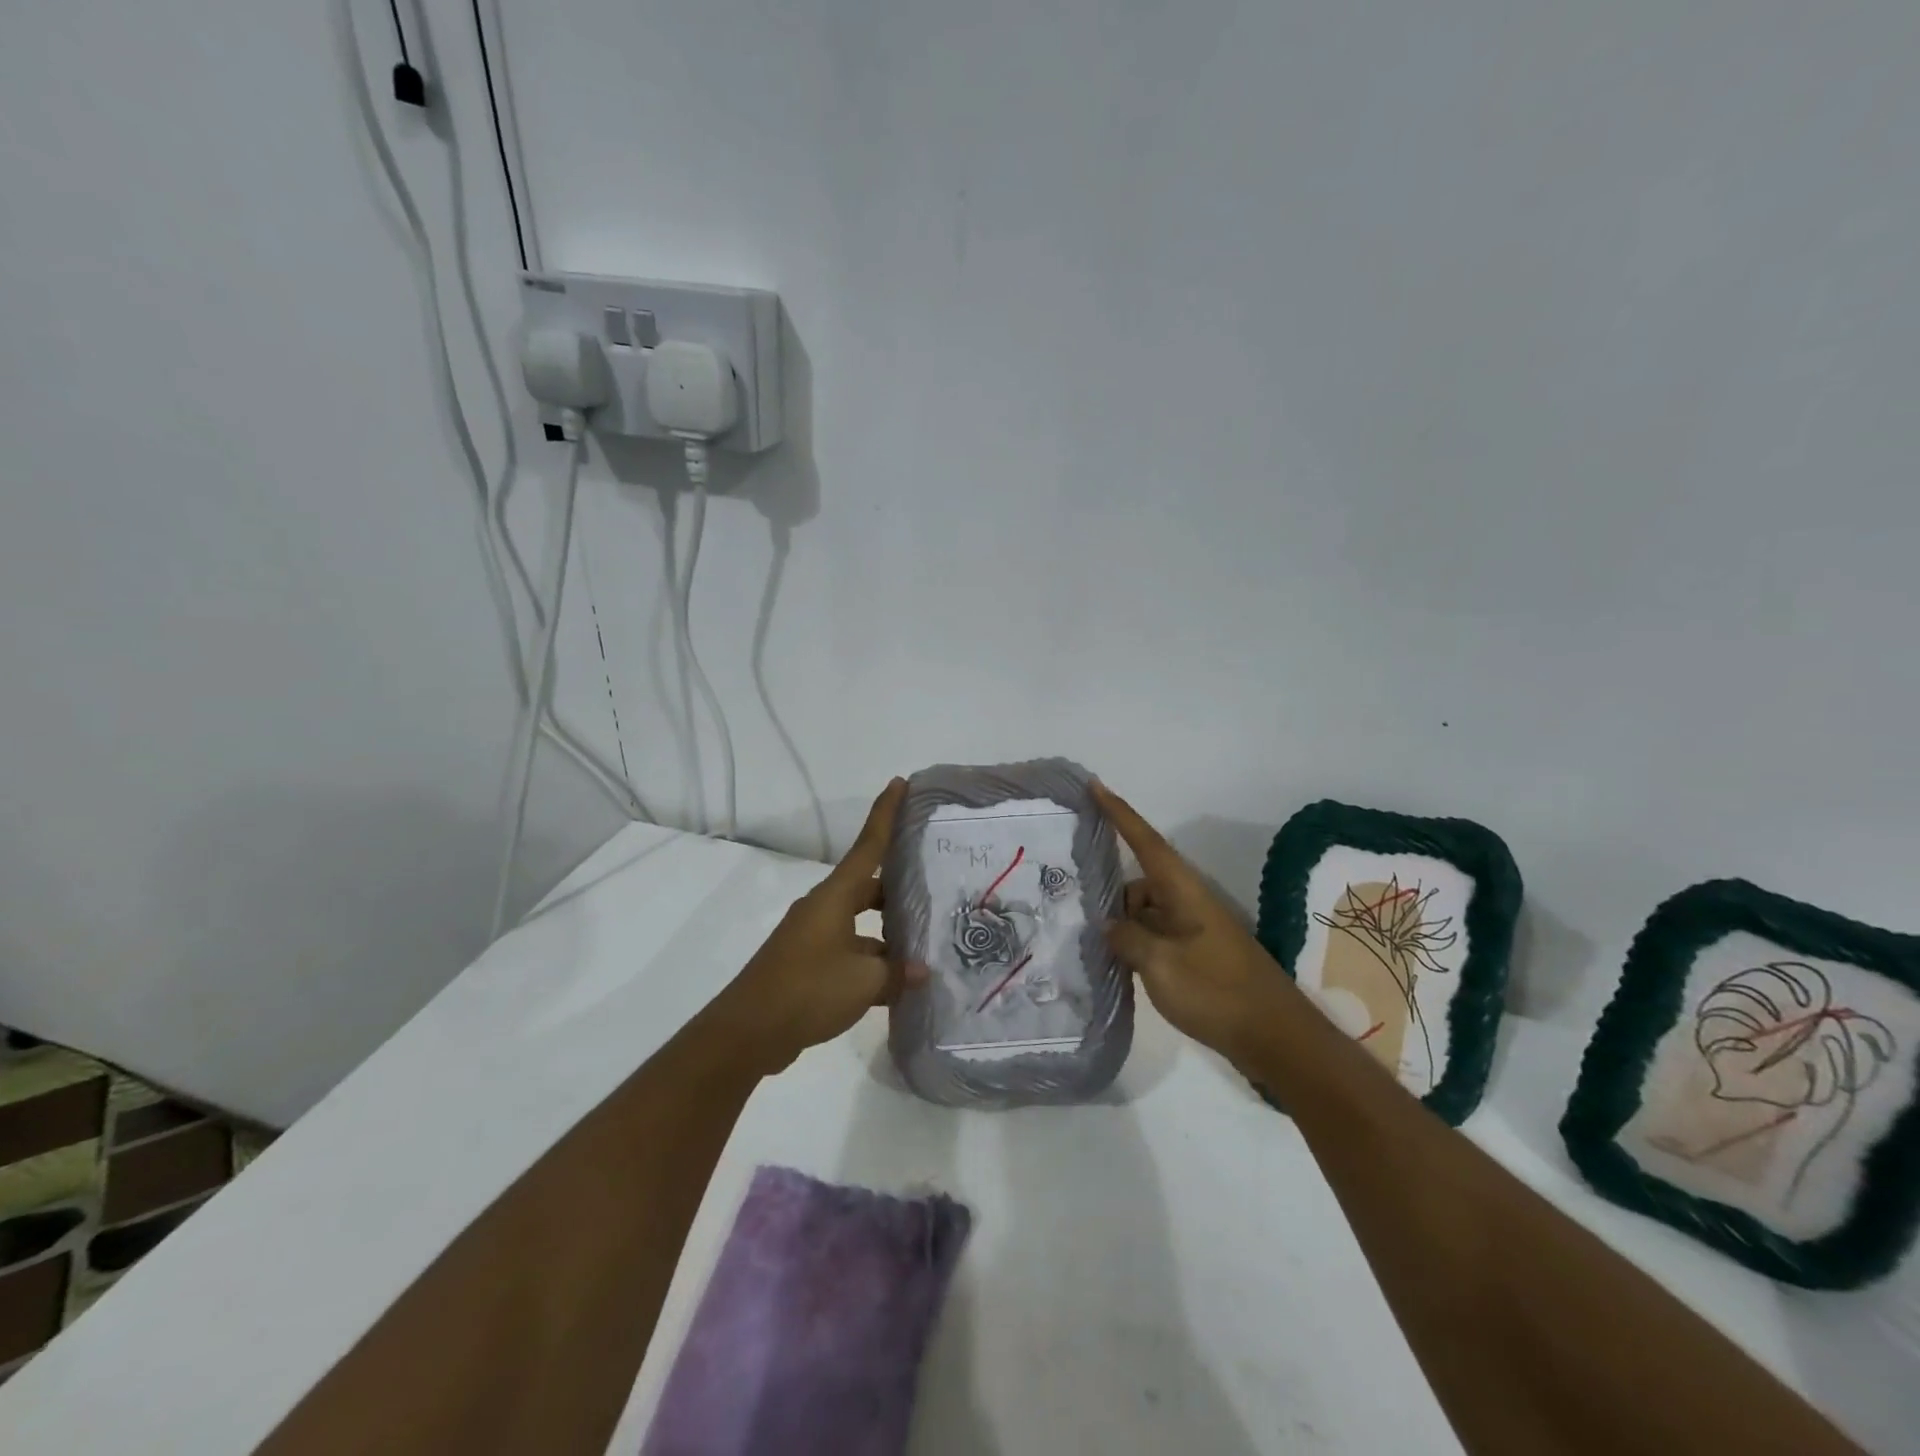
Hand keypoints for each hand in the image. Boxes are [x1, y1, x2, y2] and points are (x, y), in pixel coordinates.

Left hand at [705, 778, 925, 1075]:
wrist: (748, 1031)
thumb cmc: (808, 990)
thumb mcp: (864, 982)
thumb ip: (897, 973)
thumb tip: (919, 971)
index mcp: (835, 897)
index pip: (868, 846)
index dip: (885, 814)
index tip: (899, 783)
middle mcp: (824, 909)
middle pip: (868, 887)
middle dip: (898, 888)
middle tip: (932, 890)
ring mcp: (813, 937)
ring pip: (860, 924)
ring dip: (887, 933)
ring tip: (923, 945)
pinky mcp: (807, 964)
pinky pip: (849, 951)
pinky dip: (871, 961)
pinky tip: (895, 983)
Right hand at [1092, 780, 1298, 1070]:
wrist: (1276, 1039)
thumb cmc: (1217, 992)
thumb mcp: (1161, 965)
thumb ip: (1127, 938)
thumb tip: (1108, 924)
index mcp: (1183, 891)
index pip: (1145, 841)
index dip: (1118, 813)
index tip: (1094, 786)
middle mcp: (1188, 902)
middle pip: (1140, 882)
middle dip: (1110, 891)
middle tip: (1073, 903)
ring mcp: (1194, 930)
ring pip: (1146, 912)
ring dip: (1121, 924)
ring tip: (1090, 946)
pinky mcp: (1197, 956)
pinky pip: (1156, 937)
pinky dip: (1135, 945)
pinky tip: (1115, 965)